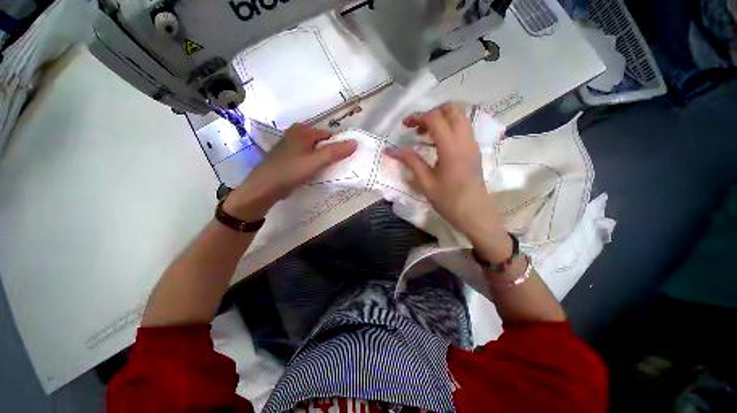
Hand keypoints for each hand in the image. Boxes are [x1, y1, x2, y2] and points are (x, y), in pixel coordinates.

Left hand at [224, 124, 356, 220]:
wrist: (265, 187)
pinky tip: (316, 174)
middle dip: (331, 154)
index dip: (339, 146)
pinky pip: (307, 158)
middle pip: (322, 143)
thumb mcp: (316, 161)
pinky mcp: (288, 158)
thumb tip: (355, 142)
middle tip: (337, 167)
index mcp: (303, 130)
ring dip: (323, 160)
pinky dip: (314, 164)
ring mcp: (291, 147)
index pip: (329, 135)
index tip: (345, 159)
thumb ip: (336, 151)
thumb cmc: (291, 170)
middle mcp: (296, 135)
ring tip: (328, 172)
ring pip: (314, 152)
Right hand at [386, 103, 511, 259]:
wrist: (474, 212)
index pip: (435, 118)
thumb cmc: (448, 200)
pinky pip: (463, 128)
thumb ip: (410, 161)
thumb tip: (390, 150)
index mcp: (451, 148)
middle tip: (418, 127)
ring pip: (460, 116)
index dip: (418, 117)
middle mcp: (465, 140)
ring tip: (426, 134)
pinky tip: (437, 143)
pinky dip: (449, 127)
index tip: (405, 126)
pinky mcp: (474, 149)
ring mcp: (472, 143)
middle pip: (453, 109)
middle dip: (432, 112)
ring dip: (442, 118)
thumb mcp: (425, 182)